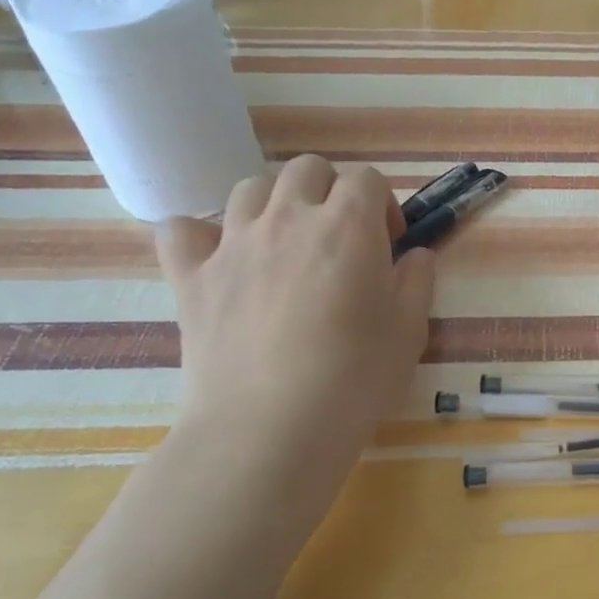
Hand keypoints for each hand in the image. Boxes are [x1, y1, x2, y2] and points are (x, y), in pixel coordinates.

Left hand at [155, 156, 435, 484]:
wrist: (270, 428)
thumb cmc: (355, 377)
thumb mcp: (409, 329)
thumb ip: (417, 280)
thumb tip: (414, 256)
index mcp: (348, 225)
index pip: (367, 179)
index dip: (382, 204)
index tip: (388, 243)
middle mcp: (289, 218)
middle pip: (308, 169)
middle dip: (331, 190)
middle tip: (340, 237)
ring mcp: (234, 243)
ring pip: (250, 189)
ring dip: (275, 204)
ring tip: (285, 244)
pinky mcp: (191, 277)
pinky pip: (182, 230)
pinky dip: (200, 235)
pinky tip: (218, 258)